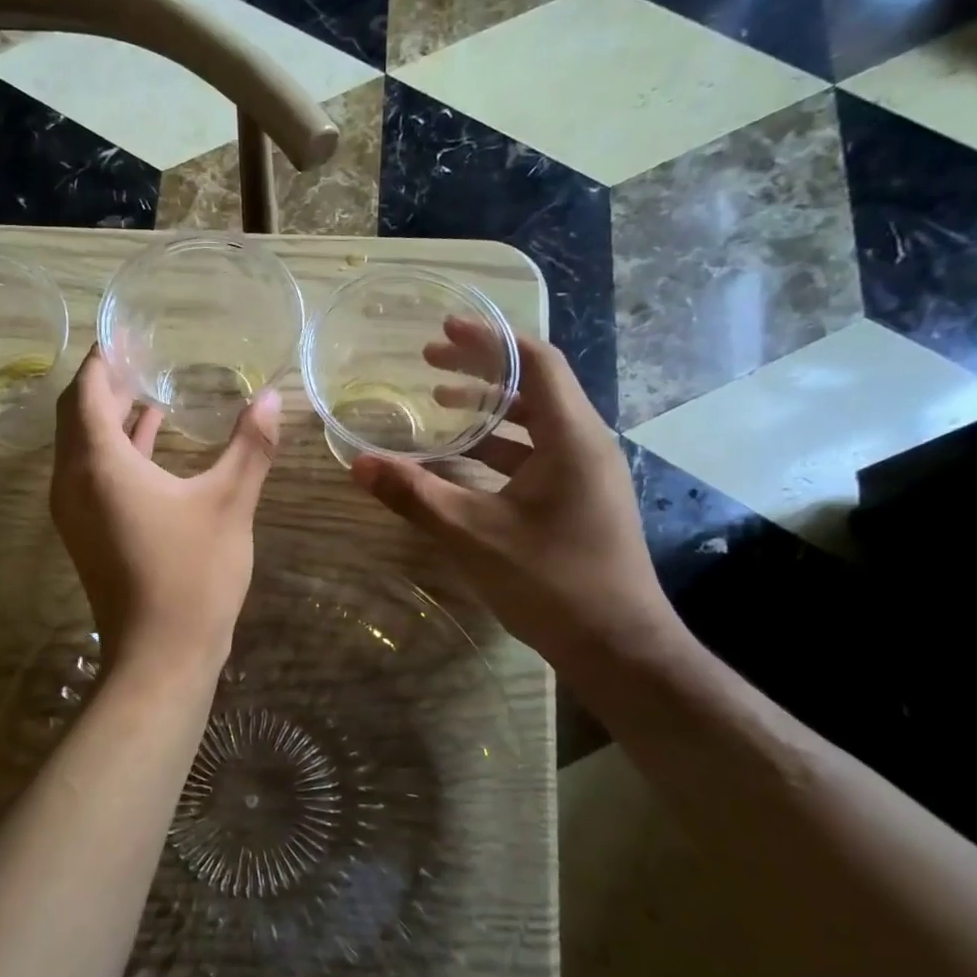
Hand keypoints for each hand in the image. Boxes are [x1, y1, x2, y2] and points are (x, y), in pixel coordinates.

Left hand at [51, 347, 280, 670]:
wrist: (160, 657)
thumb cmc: (192, 575)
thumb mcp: (228, 503)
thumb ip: (250, 446)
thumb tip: (272, 397)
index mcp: (98, 464)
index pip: (88, 392)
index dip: (103, 359)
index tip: (125, 333)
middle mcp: (73, 482)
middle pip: (77, 416)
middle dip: (105, 383)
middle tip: (141, 354)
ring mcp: (75, 512)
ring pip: (83, 446)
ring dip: (110, 416)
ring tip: (148, 386)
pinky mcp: (87, 533)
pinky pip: (92, 474)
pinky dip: (116, 449)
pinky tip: (152, 440)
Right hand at [350, 320, 677, 660]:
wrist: (619, 648)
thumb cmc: (551, 581)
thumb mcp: (472, 534)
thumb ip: (414, 495)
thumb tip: (358, 463)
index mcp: (570, 437)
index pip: (535, 362)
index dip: (489, 340)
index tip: (445, 329)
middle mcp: (585, 444)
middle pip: (534, 386)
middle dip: (481, 369)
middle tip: (429, 361)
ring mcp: (587, 474)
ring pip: (535, 422)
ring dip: (488, 410)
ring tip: (439, 405)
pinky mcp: (581, 499)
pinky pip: (537, 454)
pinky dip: (499, 446)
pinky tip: (463, 462)